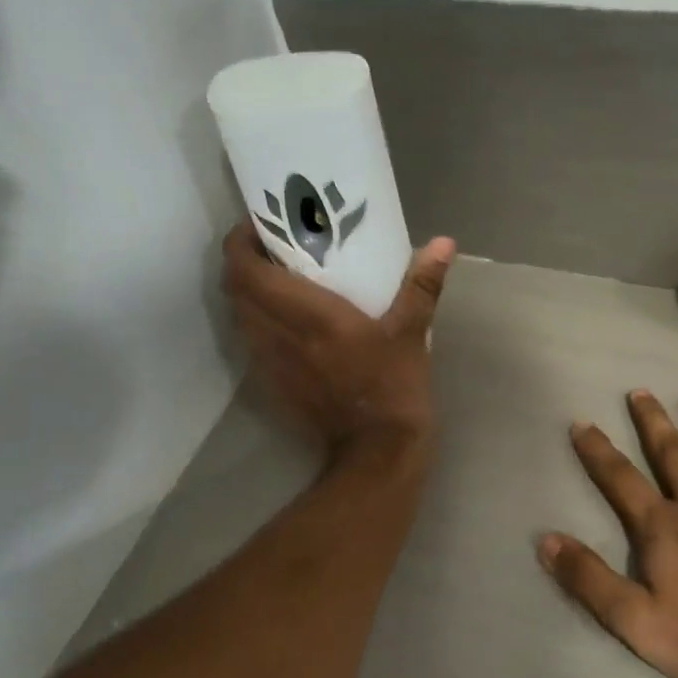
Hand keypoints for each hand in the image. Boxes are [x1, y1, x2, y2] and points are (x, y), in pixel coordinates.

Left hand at [222, 223, 455, 463]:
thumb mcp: (411, 333)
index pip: (246, 270)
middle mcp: (277, 334)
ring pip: (238, 316)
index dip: (241, 242)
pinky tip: (285, 321)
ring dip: (247, 293)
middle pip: (234, 289)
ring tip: (275, 280)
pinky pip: (250, 342)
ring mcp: (270, 363)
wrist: (376, 452)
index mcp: (306, 314)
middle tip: (270, 249)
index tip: (259, 226)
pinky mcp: (272, 385)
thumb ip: (422, 286)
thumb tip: (443, 243)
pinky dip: (256, 322)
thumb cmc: (392, 387)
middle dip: (242, 263)